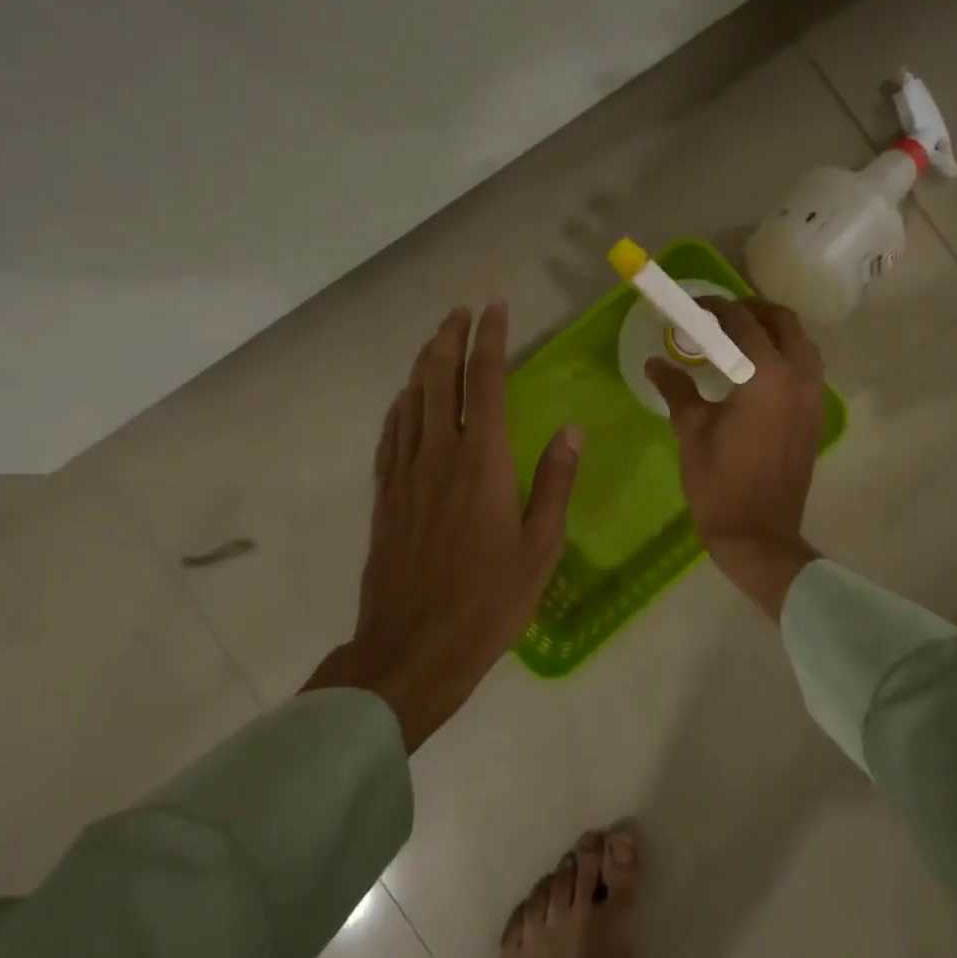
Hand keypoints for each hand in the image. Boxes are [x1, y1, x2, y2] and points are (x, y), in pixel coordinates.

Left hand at [304, 302, 580, 748]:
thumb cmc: (489, 601)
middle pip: (439, 378)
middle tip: (461, 312)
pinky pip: (391, 433)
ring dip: (423, 363)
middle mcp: (440, 455)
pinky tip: (407, 399)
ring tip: (437, 341)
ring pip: (411, 399)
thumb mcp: (540, 546)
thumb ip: (554, 482)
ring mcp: (405, 473)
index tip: (495, 310)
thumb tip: (571, 430)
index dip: (490, 340)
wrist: (413, 647)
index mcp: (483, 462)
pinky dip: (401, 404)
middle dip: (450, 337)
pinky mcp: (385, 495)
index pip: (486, 382)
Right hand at [647, 298, 823, 621]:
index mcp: (766, 376)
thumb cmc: (719, 483)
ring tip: (742, 340)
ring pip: (803, 345)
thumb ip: (676, 388)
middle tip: (721, 318)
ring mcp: (813, 398)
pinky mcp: (815, 418)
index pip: (743, 323)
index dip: (717, 308)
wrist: (758, 534)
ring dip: (775, 332)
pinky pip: (808, 370)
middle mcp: (798, 378)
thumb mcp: (691, 430)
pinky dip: (788, 357)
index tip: (695, 308)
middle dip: (752, 311)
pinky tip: (759, 374)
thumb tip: (656, 362)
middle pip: (784, 322)